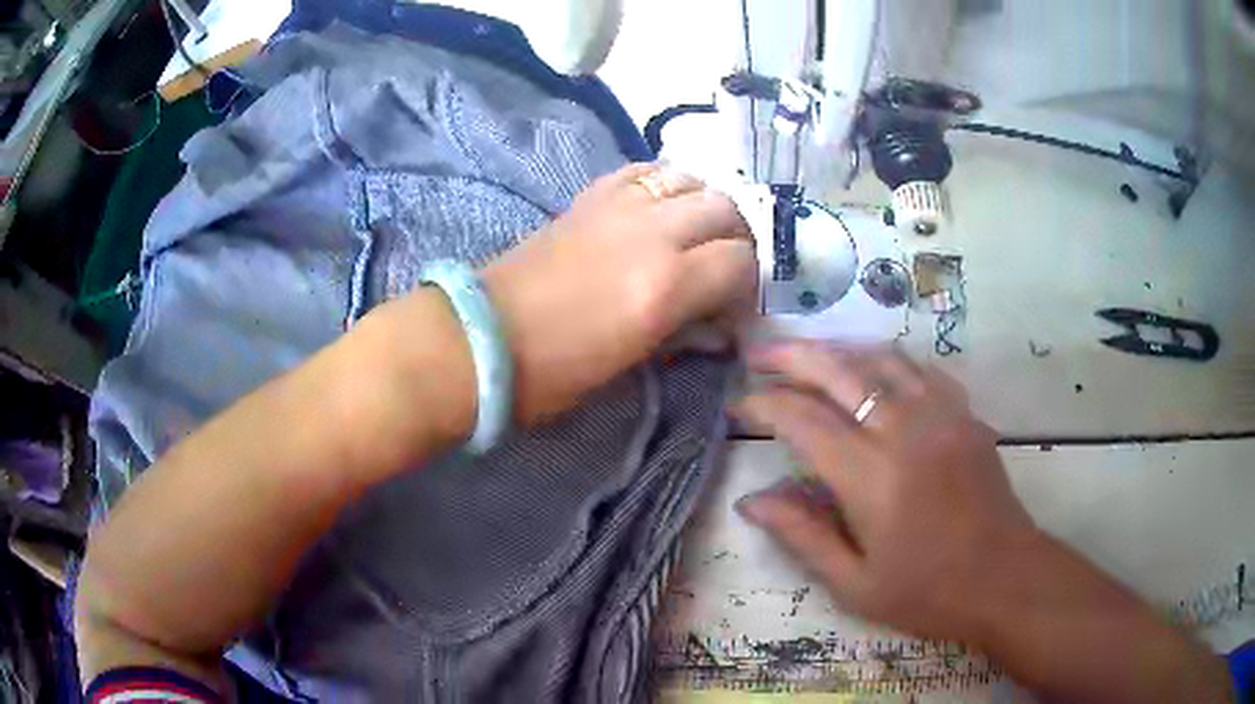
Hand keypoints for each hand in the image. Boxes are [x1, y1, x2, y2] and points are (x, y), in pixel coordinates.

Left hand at [484, 163, 756, 422]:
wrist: (484, 338)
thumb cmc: (556, 370)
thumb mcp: (633, 361)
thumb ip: (683, 330)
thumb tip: (715, 321)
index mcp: (666, 285)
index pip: (741, 262)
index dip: (747, 285)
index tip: (734, 307)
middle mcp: (653, 233)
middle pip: (725, 210)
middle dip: (736, 239)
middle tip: (725, 267)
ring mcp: (620, 206)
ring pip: (691, 180)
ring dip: (706, 204)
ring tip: (698, 232)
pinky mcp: (591, 196)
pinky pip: (645, 171)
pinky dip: (666, 183)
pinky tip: (663, 205)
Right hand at [731, 341, 1037, 641]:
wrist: (1003, 578)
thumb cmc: (926, 591)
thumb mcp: (853, 583)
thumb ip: (802, 535)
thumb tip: (751, 500)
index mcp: (870, 475)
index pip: (803, 420)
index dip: (764, 404)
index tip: (739, 404)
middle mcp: (903, 429)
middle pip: (839, 372)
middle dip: (792, 355)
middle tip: (759, 353)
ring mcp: (940, 415)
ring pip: (881, 359)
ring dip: (839, 352)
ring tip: (810, 357)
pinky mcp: (964, 415)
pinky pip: (920, 371)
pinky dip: (888, 363)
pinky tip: (876, 373)